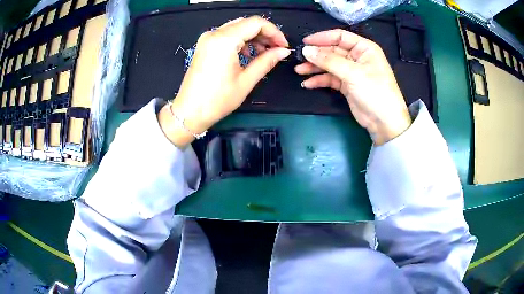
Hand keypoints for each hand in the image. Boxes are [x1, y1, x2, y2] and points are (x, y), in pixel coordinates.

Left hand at [158, 16, 290, 147]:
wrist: (189, 112)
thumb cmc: (217, 100)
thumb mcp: (246, 81)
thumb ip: (267, 61)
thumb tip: (283, 51)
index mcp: (224, 40)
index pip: (256, 23)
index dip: (274, 32)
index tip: (283, 46)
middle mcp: (214, 34)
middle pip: (246, 23)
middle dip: (265, 34)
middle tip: (276, 49)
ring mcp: (207, 38)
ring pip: (237, 28)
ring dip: (253, 37)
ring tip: (264, 53)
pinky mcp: (204, 45)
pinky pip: (227, 35)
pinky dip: (241, 40)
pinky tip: (248, 54)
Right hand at [295, 29, 411, 145]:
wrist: (384, 122)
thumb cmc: (375, 92)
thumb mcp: (353, 73)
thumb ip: (329, 61)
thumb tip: (306, 50)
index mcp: (364, 48)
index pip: (340, 36)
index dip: (322, 38)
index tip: (305, 43)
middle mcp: (357, 57)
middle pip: (332, 51)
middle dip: (316, 55)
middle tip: (299, 59)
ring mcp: (351, 71)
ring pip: (329, 65)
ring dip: (315, 67)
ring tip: (299, 71)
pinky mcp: (347, 85)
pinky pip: (330, 78)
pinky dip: (320, 80)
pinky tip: (308, 83)